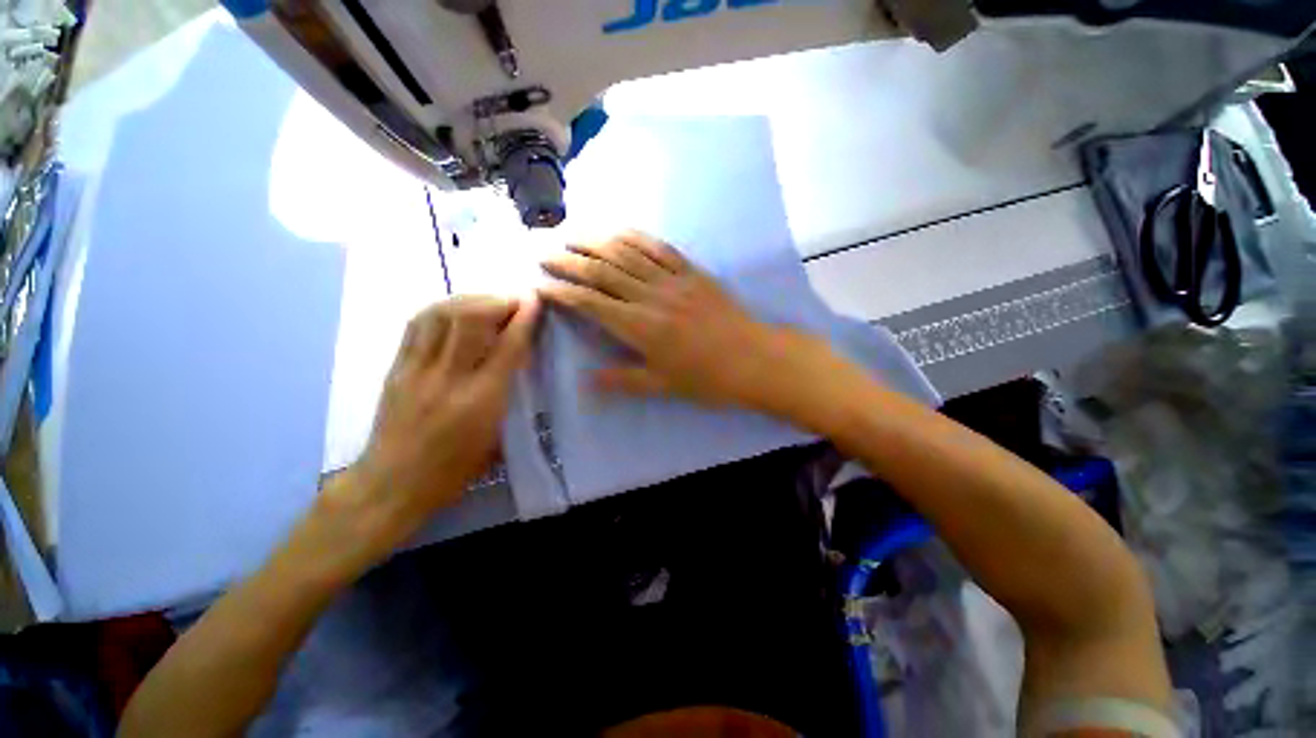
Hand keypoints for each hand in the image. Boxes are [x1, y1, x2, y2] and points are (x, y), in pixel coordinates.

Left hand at [324, 295, 539, 557]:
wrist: (393, 484)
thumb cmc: (455, 469)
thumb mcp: (496, 437)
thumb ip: (508, 393)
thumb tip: (518, 358)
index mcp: (481, 402)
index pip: (507, 347)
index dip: (523, 319)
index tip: (534, 300)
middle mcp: (448, 379)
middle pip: (471, 321)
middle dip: (497, 301)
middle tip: (514, 300)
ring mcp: (417, 370)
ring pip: (441, 316)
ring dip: (470, 299)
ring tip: (487, 301)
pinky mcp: (396, 368)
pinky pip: (417, 325)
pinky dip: (441, 309)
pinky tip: (454, 309)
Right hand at [539, 230, 836, 414]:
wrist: (755, 359)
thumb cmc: (708, 379)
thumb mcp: (663, 386)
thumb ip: (623, 380)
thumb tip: (588, 380)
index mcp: (640, 327)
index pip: (591, 302)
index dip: (563, 291)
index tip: (541, 284)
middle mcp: (651, 297)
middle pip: (602, 271)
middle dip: (570, 261)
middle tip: (546, 252)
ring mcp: (673, 280)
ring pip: (627, 253)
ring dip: (596, 241)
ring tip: (573, 235)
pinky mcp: (692, 272)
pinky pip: (659, 248)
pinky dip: (635, 237)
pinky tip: (619, 231)